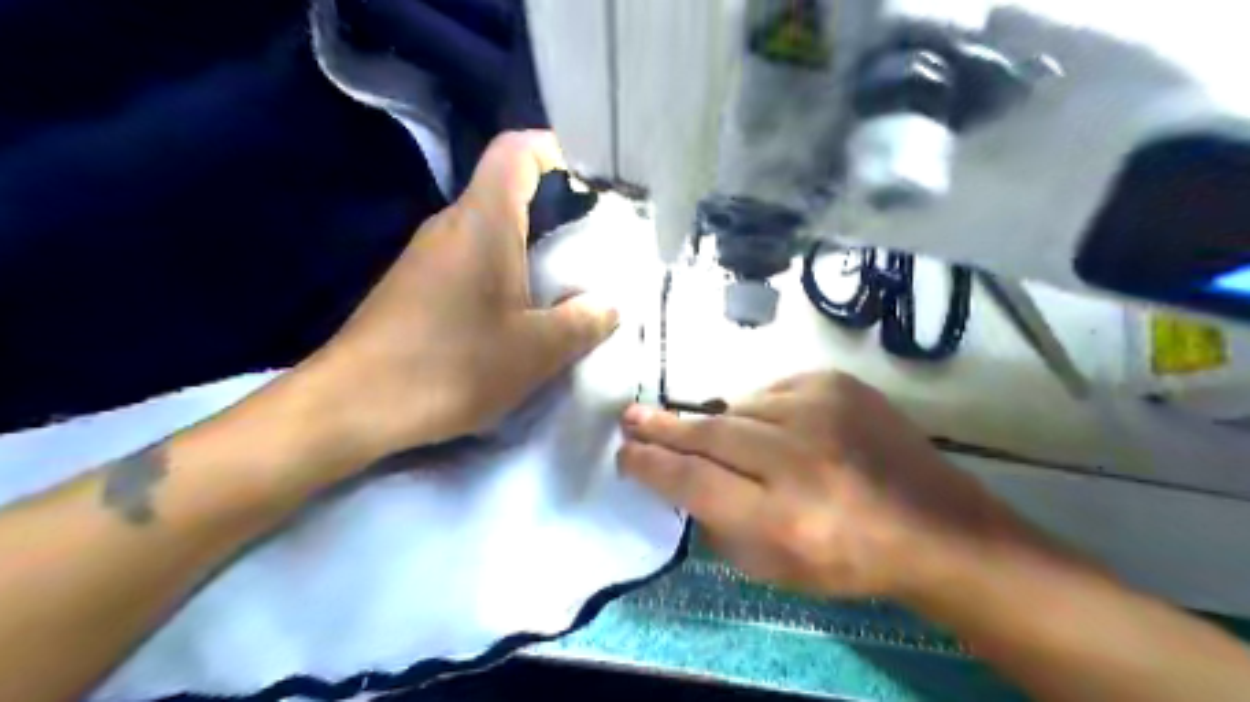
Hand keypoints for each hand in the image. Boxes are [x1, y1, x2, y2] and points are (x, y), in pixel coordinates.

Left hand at [287, 128, 618, 472]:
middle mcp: (451, 226)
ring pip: (489, 230)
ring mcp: (428, 256)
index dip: (555, 149)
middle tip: (594, 242)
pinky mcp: (416, 285)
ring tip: (566, 283)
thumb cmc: (451, 366)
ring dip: (529, 248)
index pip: (516, 151)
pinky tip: (519, 314)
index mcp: (483, 222)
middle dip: (555, 209)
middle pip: (506, 191)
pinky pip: (470, 261)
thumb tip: (608, 306)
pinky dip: (503, 273)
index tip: (591, 178)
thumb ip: (582, 323)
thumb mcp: (535, 351)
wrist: (353, 405)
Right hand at [618, 370, 1035, 600]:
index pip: (694, 480)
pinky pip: (772, 391)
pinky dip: (760, 410)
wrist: (933, 525)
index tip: (625, 454)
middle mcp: (800, 457)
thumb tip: (678, 479)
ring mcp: (822, 411)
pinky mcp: (837, 384)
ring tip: (717, 436)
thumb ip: (719, 523)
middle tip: (630, 417)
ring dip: (720, 423)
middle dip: (663, 427)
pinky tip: (771, 430)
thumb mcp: (775, 568)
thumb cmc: (849, 560)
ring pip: (739, 407)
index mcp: (784, 517)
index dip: (651, 465)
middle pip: (709, 432)